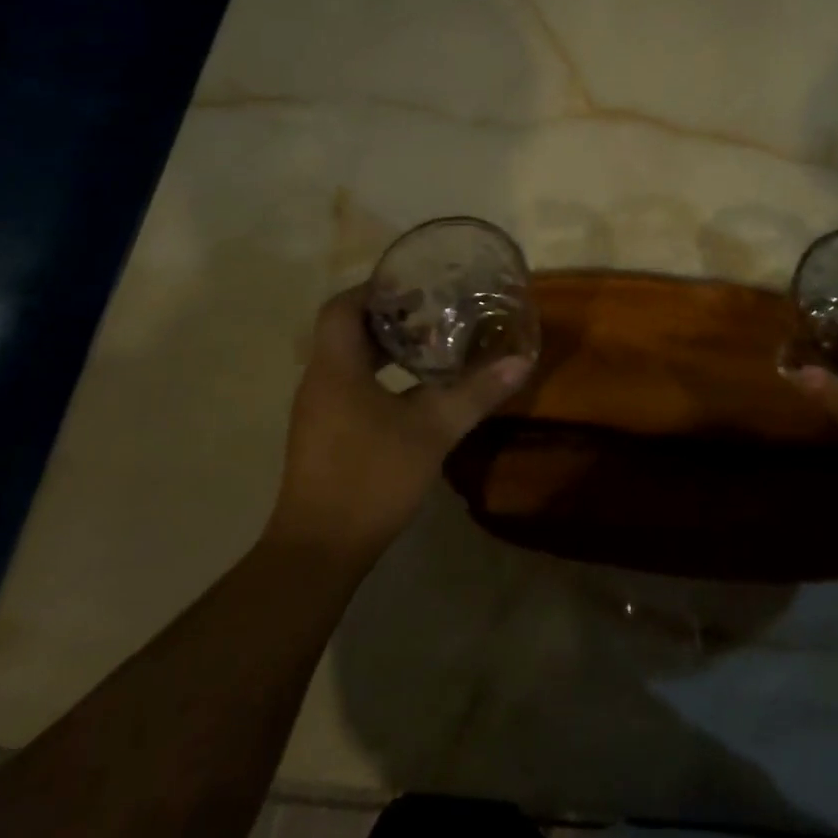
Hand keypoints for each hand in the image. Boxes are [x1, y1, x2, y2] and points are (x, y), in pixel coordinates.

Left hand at [269, 288, 534, 567]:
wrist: (320, 550)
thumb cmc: (371, 476)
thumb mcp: (432, 430)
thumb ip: (475, 393)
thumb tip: (520, 361)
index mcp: (336, 367)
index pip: (341, 306)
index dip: (374, 290)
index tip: (413, 287)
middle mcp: (320, 381)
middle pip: (345, 330)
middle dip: (387, 318)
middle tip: (432, 314)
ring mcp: (317, 410)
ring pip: (347, 360)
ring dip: (384, 349)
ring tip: (429, 348)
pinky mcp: (323, 435)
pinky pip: (348, 386)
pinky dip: (378, 376)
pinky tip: (412, 393)